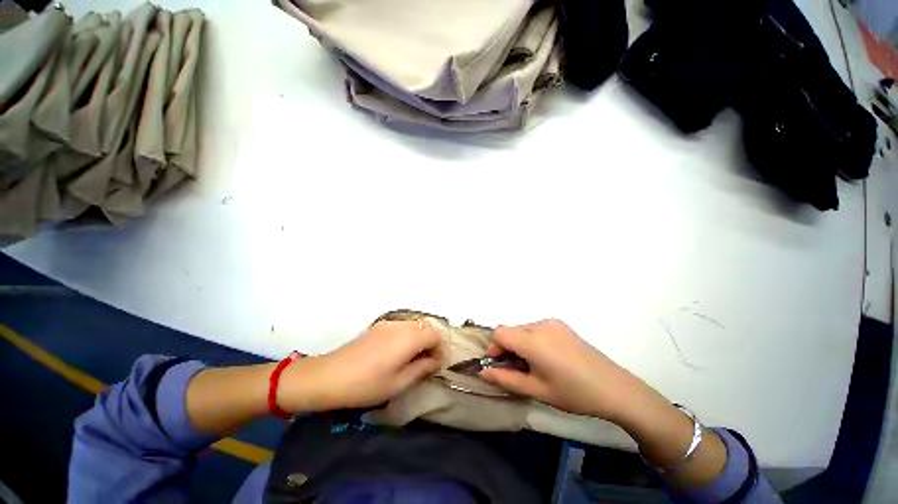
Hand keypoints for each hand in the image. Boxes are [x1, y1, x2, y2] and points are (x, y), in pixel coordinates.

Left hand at [278, 320, 441, 411]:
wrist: (328, 376)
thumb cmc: (366, 384)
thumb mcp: (399, 383)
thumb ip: (422, 368)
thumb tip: (437, 360)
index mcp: (409, 337)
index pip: (435, 334)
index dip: (440, 348)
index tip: (436, 365)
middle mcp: (401, 325)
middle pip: (425, 327)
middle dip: (430, 342)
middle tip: (425, 363)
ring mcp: (388, 323)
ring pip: (413, 325)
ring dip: (419, 339)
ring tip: (411, 359)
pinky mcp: (378, 326)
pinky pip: (401, 327)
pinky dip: (406, 337)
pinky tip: (396, 353)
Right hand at [480, 319, 654, 421]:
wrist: (615, 389)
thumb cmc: (572, 393)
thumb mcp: (536, 390)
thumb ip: (505, 379)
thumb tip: (482, 372)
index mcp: (532, 340)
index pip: (499, 333)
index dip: (494, 348)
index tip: (499, 366)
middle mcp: (540, 325)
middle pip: (511, 331)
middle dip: (508, 348)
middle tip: (518, 371)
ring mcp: (553, 323)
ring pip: (524, 330)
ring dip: (520, 344)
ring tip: (534, 366)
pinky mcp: (562, 326)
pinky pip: (537, 329)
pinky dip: (533, 340)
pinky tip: (547, 358)